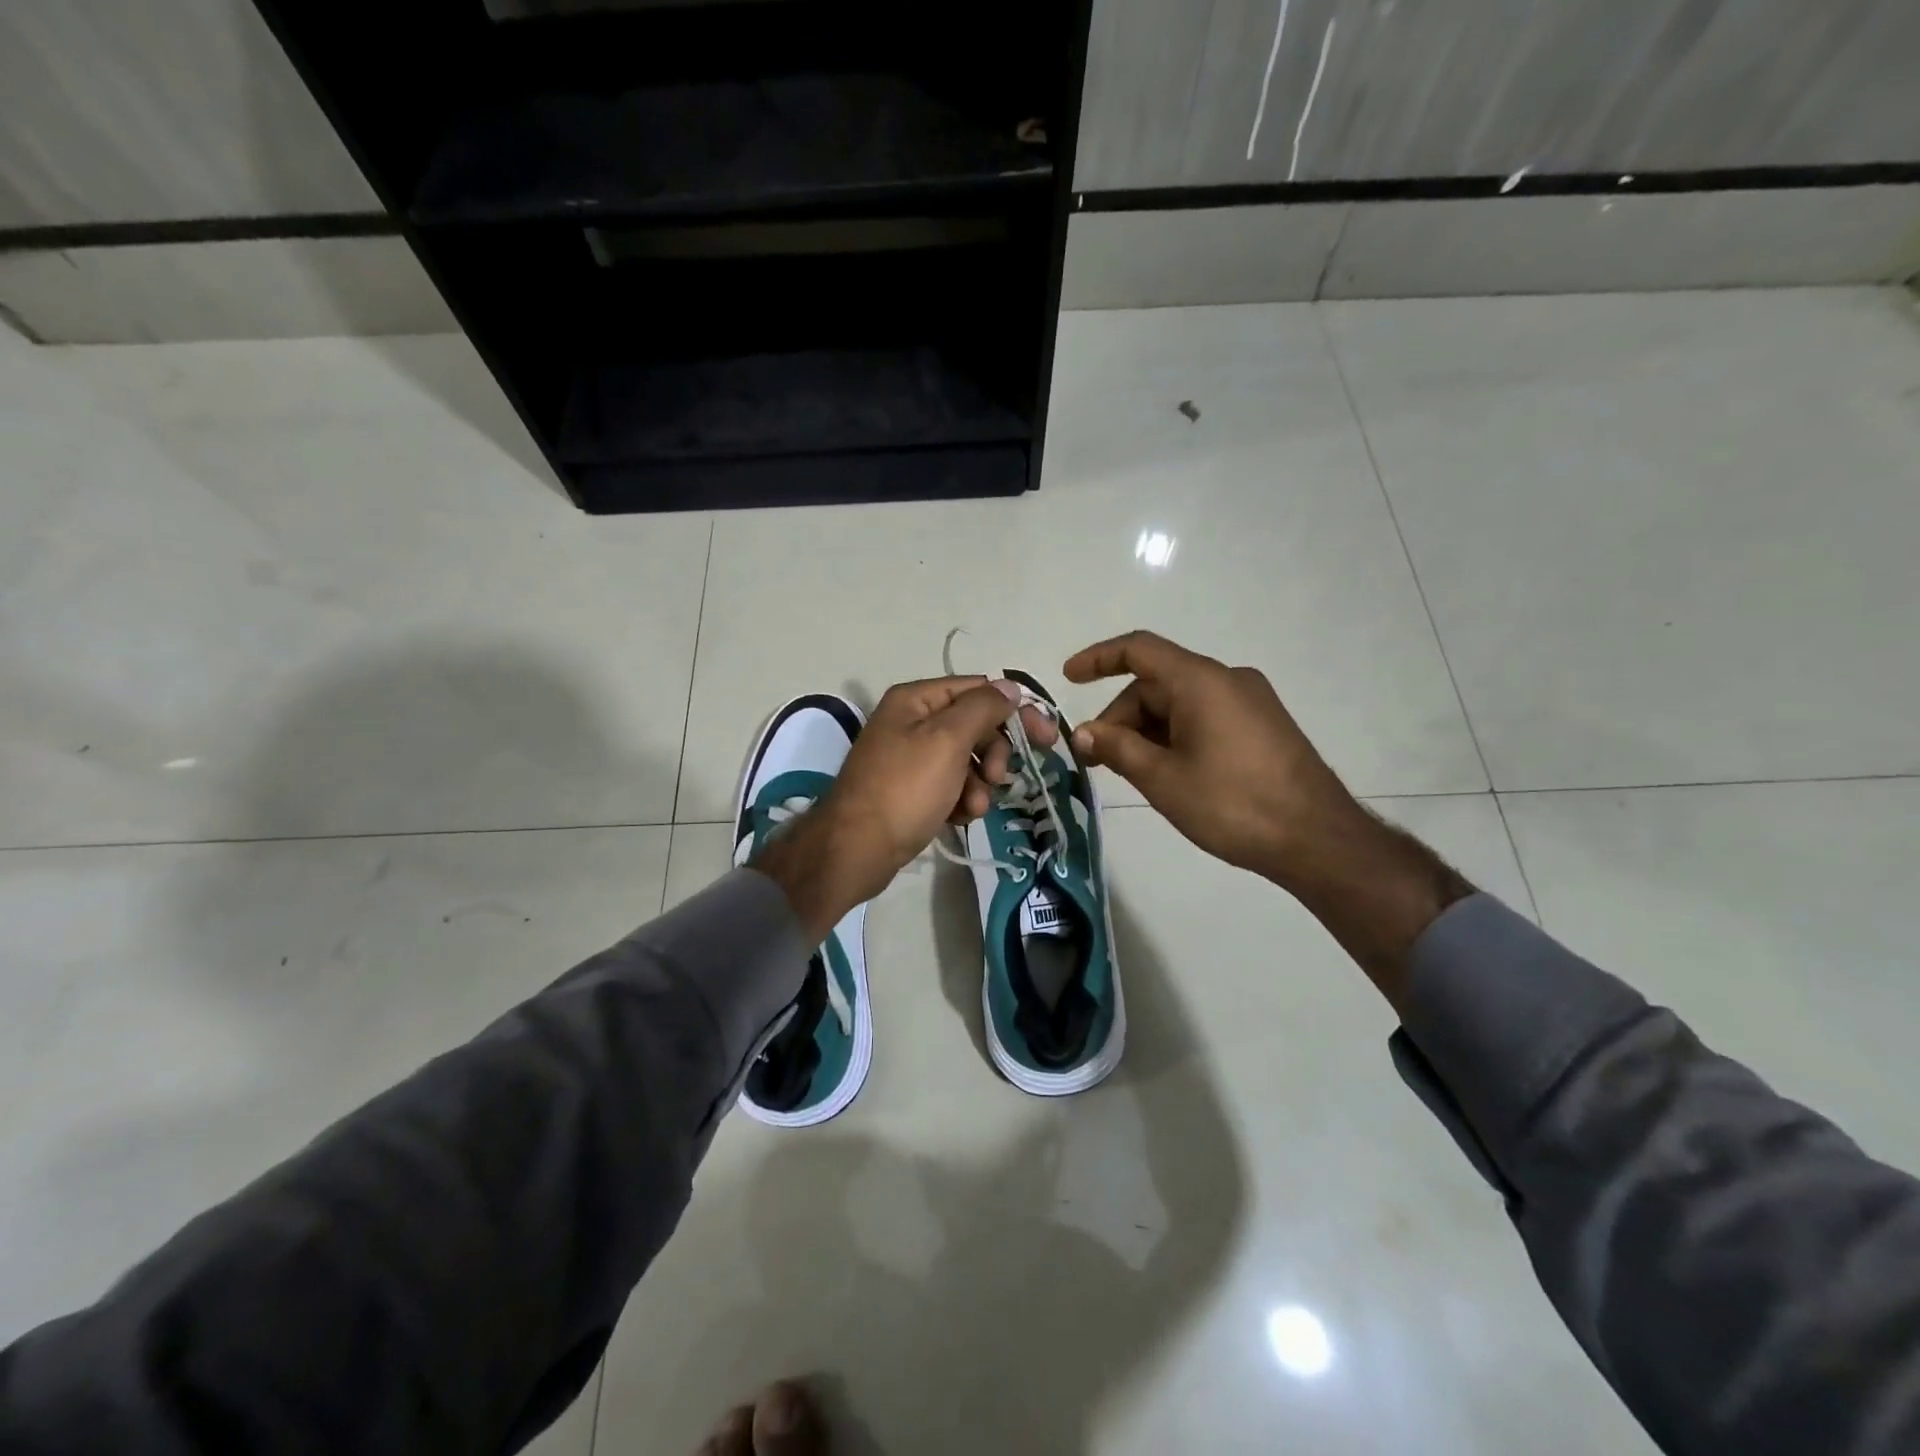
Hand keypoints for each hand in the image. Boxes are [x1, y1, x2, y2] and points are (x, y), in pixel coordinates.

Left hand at [754, 677, 1056, 941]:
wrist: (856, 849)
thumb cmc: (904, 788)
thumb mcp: (947, 740)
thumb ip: (982, 708)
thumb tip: (1009, 687)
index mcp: (917, 699)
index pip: (980, 689)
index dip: (1015, 710)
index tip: (1045, 738)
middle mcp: (913, 721)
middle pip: (975, 725)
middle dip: (992, 754)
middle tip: (996, 777)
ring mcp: (912, 757)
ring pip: (968, 760)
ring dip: (979, 784)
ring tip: (971, 807)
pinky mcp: (913, 790)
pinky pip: (953, 786)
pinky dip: (962, 800)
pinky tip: (958, 817)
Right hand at [1063, 631, 1361, 889]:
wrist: (1317, 839)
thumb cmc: (1232, 804)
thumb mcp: (1162, 778)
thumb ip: (1117, 749)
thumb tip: (1083, 733)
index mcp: (1201, 681)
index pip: (1139, 650)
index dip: (1098, 659)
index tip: (1068, 679)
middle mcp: (1227, 679)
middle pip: (1157, 683)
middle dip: (1121, 717)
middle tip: (1097, 760)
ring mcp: (1250, 701)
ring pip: (1180, 703)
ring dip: (1147, 731)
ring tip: (1131, 773)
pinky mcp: (1262, 725)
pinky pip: (1205, 716)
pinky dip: (1175, 736)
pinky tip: (1167, 773)